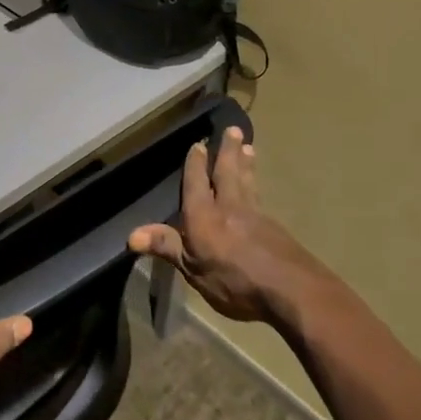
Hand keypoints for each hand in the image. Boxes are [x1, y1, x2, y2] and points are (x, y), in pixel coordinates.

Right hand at [128, 128, 326, 325]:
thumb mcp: (192, 269)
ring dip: (245, 164)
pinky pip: (260, 198)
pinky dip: (256, 185)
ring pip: (247, 182)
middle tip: (233, 129)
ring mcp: (255, 216)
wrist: (289, 289)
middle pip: (227, 173)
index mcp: (204, 215)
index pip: (196, 183)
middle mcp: (229, 207)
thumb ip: (166, 246)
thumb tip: (131, 235)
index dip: (195, 164)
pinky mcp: (275, 229)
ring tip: (248, 147)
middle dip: (227, 151)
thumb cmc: (234, 281)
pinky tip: (258, 188)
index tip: (198, 143)